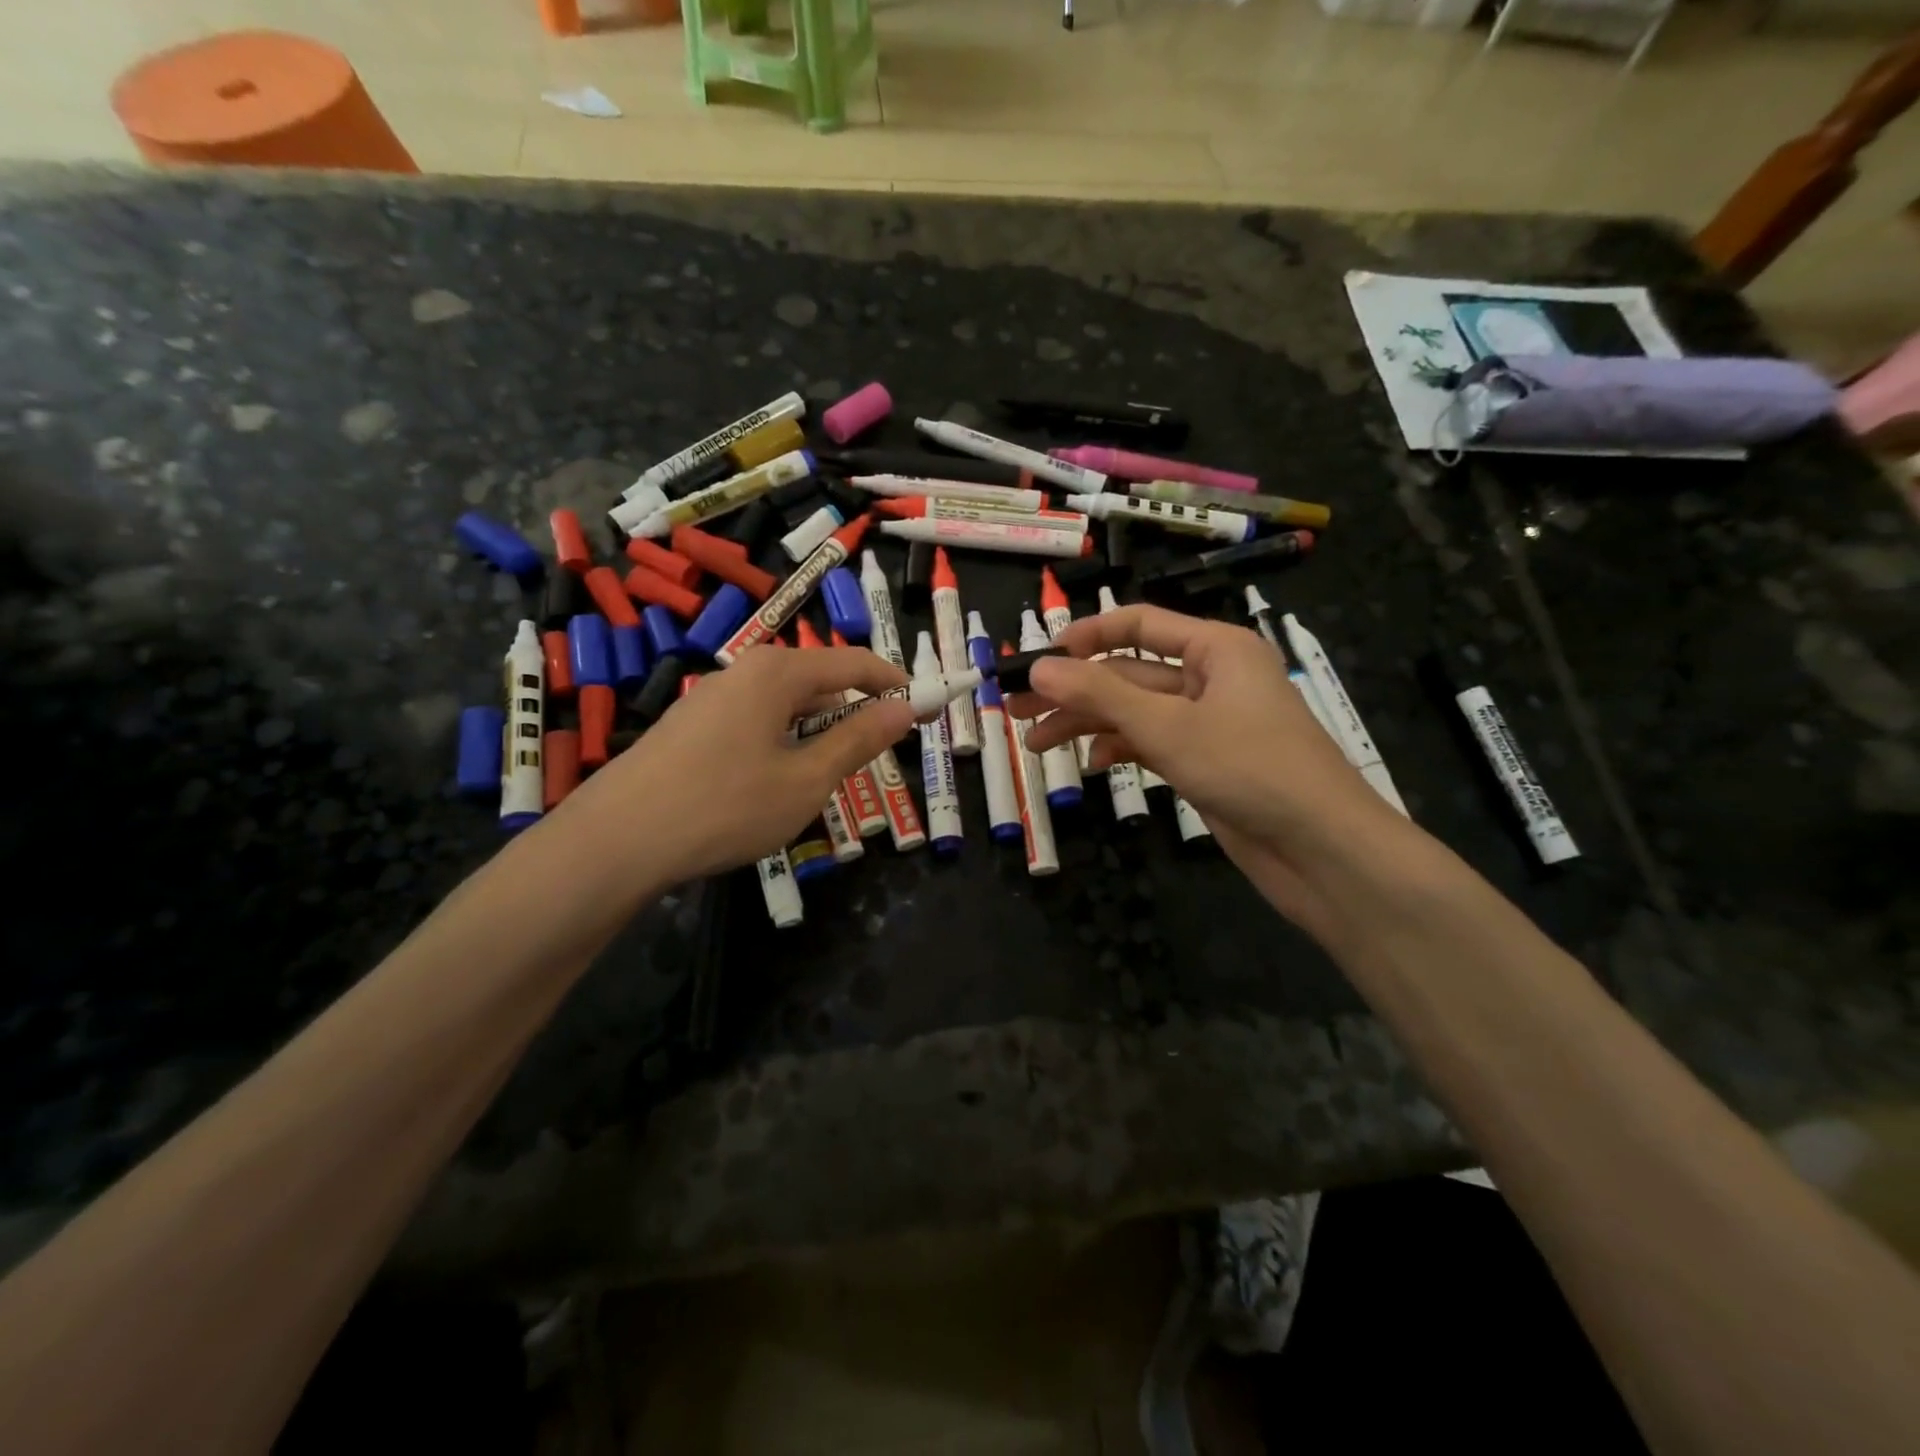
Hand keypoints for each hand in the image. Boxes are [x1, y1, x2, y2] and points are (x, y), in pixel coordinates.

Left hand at [582, 644, 913, 880]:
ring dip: (817, 731)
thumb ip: (858, 739)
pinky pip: (754, 722)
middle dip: (854, 710)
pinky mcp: (690, 727)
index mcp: (777, 673)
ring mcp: (711, 699)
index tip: (924, 708)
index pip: (854, 662)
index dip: (894, 683)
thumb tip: (905, 709)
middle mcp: (743, 672)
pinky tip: (775, 782)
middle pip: (817, 679)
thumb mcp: (807, 779)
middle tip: (880, 750)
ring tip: (830, 773)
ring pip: (784, 705)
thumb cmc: (725, 806)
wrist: (617, 840)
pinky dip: (782, 742)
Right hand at [1007, 604, 1405, 932]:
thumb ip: (1099, 694)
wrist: (1321, 849)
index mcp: (1215, 648)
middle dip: (1073, 691)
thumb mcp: (1167, 726)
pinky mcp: (1206, 761)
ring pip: (1135, 712)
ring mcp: (1209, 722)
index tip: (1038, 660)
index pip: (1137, 625)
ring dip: (1087, 724)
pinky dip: (1121, 749)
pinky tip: (1093, 764)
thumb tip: (1039, 667)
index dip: (1084, 637)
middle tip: (1015, 710)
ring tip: (1035, 744)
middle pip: (1128, 673)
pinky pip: (1152, 743)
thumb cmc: (1249, 768)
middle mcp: (1211, 677)